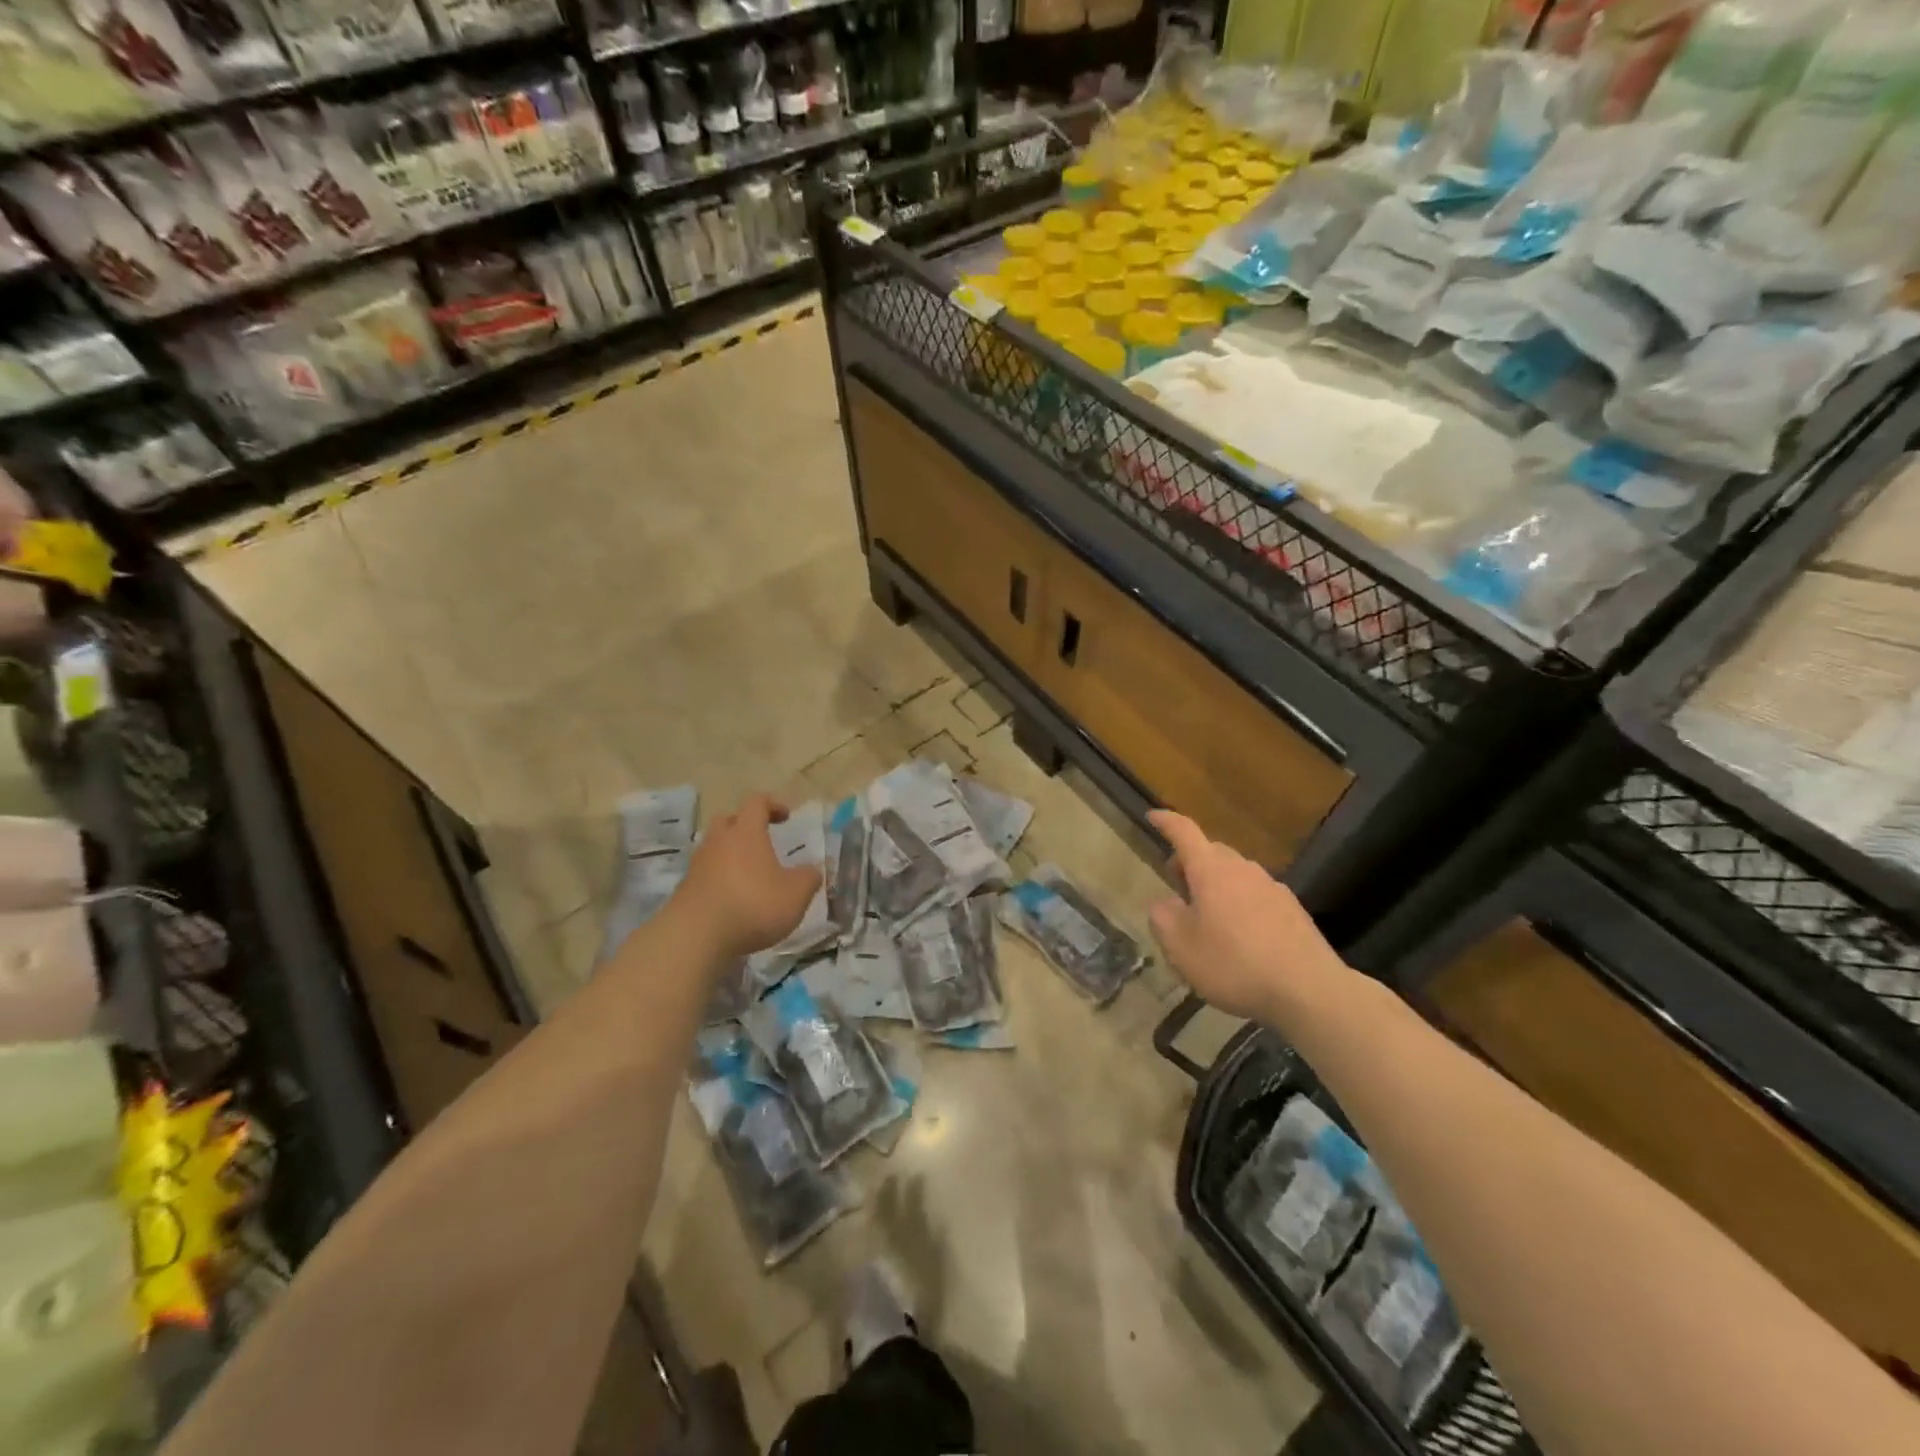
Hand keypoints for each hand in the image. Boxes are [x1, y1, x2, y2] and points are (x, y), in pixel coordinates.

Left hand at [673, 794, 820, 962]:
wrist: (695, 937)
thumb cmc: (752, 905)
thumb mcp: (795, 895)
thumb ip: (808, 878)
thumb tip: (813, 870)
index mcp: (746, 832)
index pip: (757, 802)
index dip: (773, 805)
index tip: (786, 816)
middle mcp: (719, 841)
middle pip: (729, 820)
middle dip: (745, 826)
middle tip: (761, 841)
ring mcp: (698, 864)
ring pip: (715, 847)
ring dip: (731, 854)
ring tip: (749, 874)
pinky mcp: (685, 888)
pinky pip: (705, 873)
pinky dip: (719, 878)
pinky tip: (733, 898)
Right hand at [1147, 810, 1349, 1028]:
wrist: (1309, 990)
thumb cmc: (1234, 965)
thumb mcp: (1181, 948)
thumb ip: (1163, 918)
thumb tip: (1164, 902)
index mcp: (1211, 871)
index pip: (1184, 832)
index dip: (1166, 822)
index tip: (1152, 816)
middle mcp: (1243, 869)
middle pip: (1213, 852)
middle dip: (1192, 861)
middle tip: (1178, 885)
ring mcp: (1272, 887)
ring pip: (1236, 874)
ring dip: (1218, 885)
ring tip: (1209, 917)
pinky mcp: (1293, 910)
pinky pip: (1257, 895)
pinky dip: (1242, 903)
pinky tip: (1242, 936)